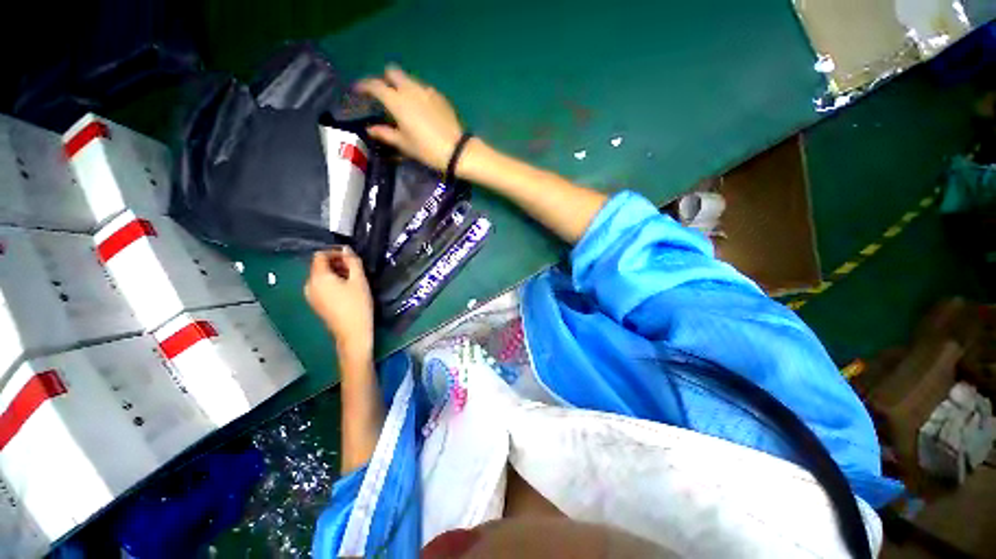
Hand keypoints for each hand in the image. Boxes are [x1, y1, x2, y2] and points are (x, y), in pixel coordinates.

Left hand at [304, 247, 373, 356]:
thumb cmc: (358, 305)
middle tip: (355, 269)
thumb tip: (346, 249)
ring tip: (353, 280)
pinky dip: (332, 283)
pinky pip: (321, 287)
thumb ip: (353, 261)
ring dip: (335, 273)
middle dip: (337, 263)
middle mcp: (309, 285)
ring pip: (321, 277)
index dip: (335, 252)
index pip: (320, 255)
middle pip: (319, 266)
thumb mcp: (359, 280)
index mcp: (318, 277)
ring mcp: (310, 296)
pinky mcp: (316, 304)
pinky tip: (346, 291)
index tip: (351, 258)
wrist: (352, 333)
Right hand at [356, 65, 463, 170]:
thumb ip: (385, 133)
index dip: (364, 86)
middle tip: (384, 95)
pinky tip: (421, 109)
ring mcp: (427, 91)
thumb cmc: (427, 149)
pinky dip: (417, 93)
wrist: (457, 151)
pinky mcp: (440, 96)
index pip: (374, 85)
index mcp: (397, 101)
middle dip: (385, 79)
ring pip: (409, 79)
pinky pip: (423, 88)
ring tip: (403, 103)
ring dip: (402, 85)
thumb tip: (370, 129)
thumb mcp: (404, 144)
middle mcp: (410, 89)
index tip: (358, 91)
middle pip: (392, 71)